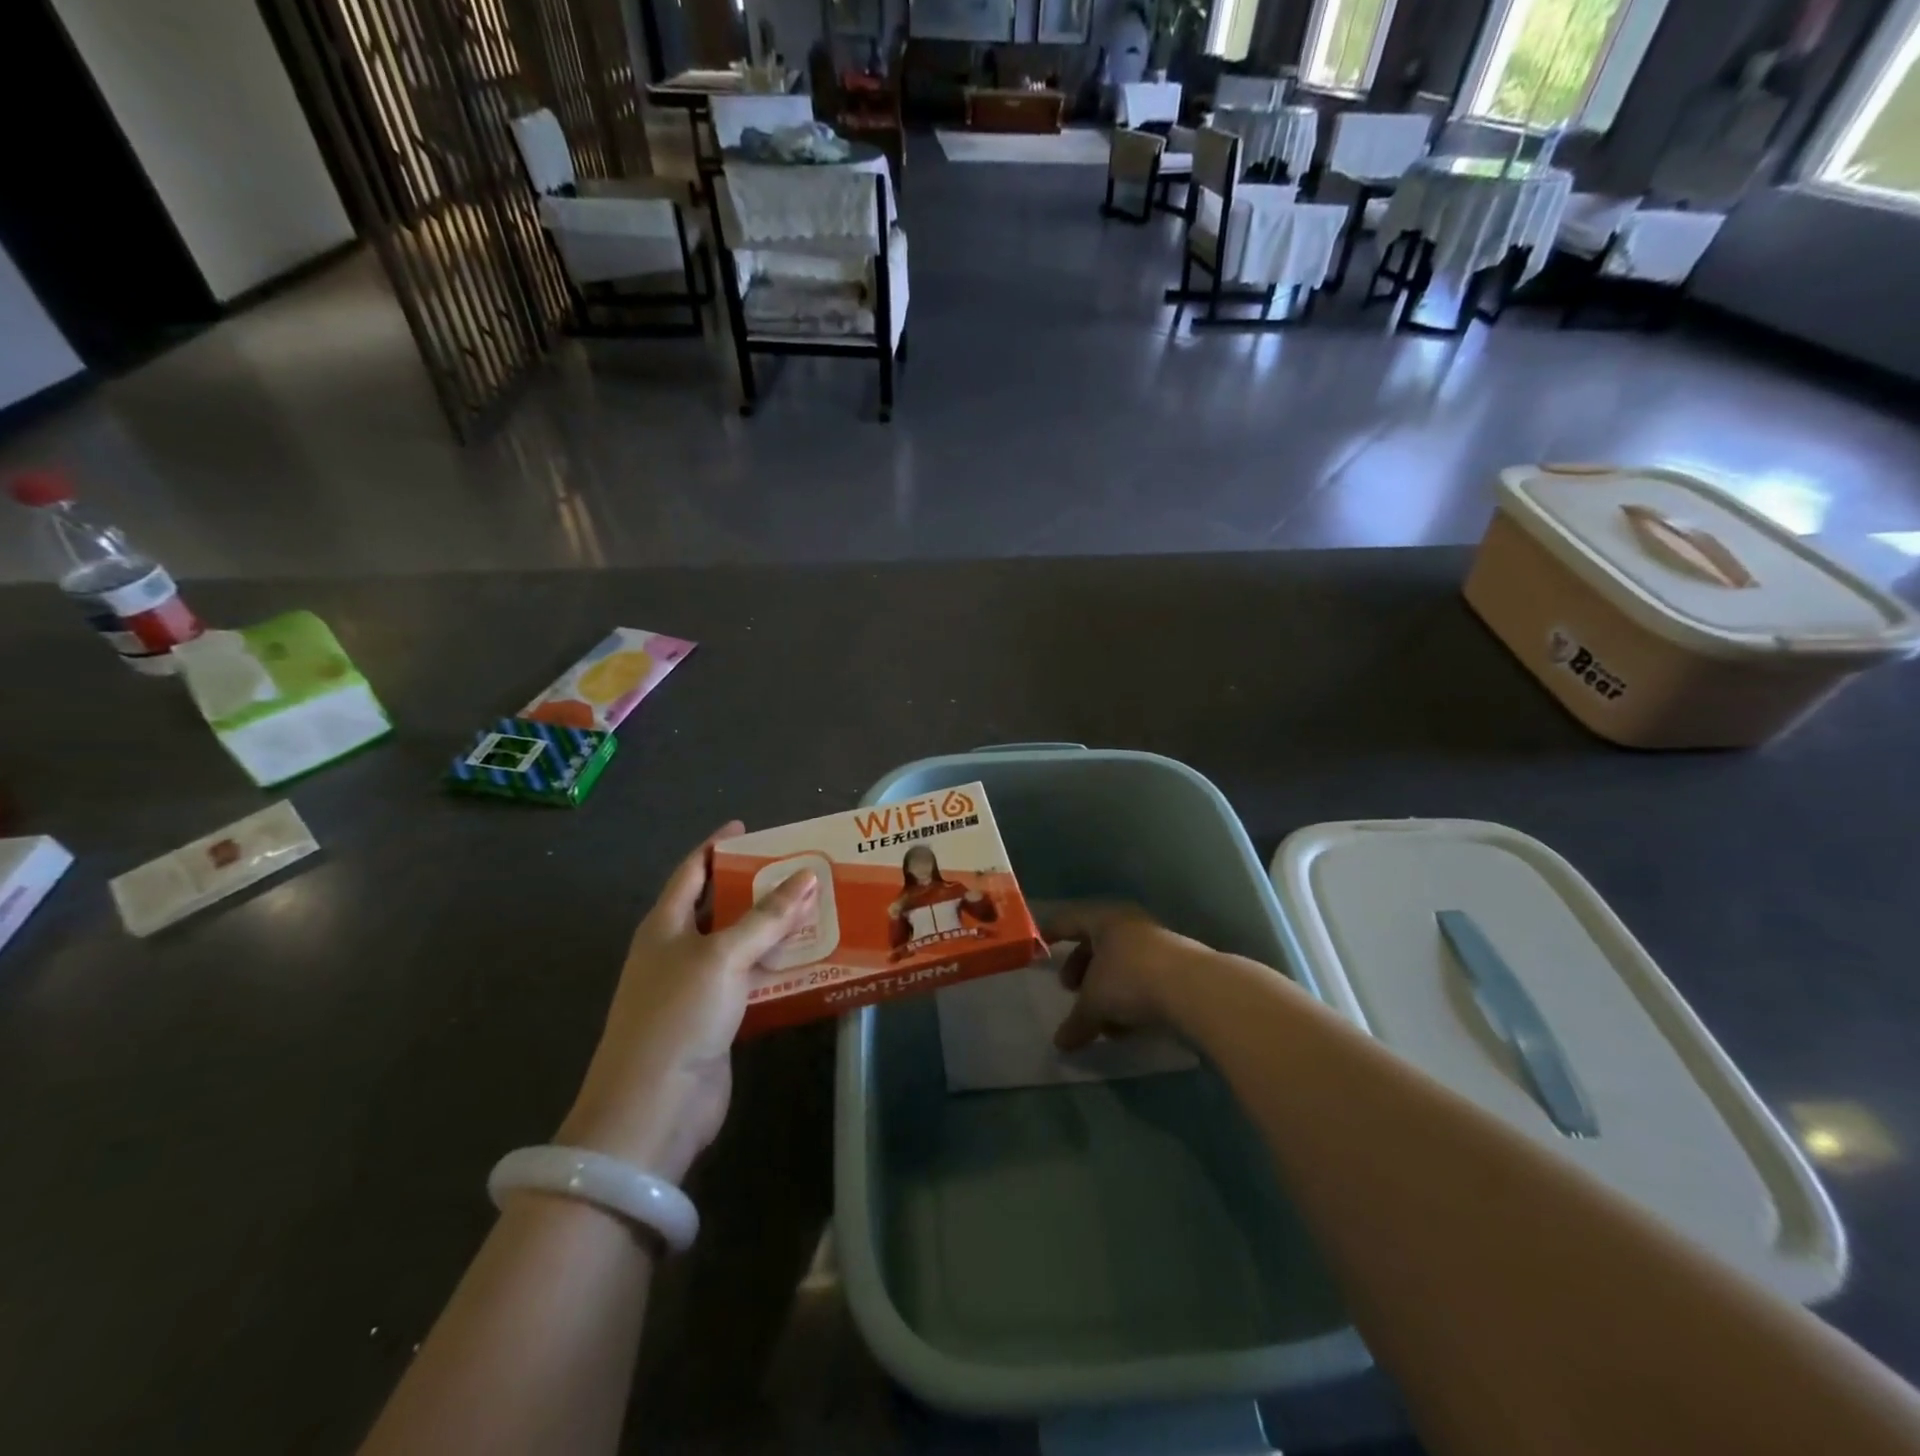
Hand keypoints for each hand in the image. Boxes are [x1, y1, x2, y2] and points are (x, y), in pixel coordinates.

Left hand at [558, 821, 817, 1182]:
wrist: (653, 1107)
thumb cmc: (678, 1015)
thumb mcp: (723, 956)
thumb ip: (766, 918)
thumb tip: (806, 877)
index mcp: (665, 925)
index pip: (692, 872)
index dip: (717, 847)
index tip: (747, 828)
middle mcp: (678, 950)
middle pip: (719, 906)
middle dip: (755, 887)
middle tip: (798, 867)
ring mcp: (696, 986)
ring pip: (740, 944)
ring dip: (772, 928)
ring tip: (814, 905)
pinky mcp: (717, 1018)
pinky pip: (751, 978)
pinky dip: (776, 966)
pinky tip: (808, 957)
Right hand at [1041, 901, 1201, 1051]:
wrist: (1195, 989)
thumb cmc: (1131, 980)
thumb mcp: (1095, 1002)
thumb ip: (1076, 1021)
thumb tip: (1060, 1043)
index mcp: (1104, 920)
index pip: (1070, 920)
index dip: (1052, 932)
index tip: (1040, 945)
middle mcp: (1130, 925)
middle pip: (1097, 942)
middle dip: (1081, 966)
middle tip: (1069, 989)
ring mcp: (1157, 945)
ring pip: (1121, 963)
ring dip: (1105, 987)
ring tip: (1098, 1018)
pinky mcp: (1177, 968)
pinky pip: (1142, 978)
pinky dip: (1128, 998)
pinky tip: (1125, 1026)